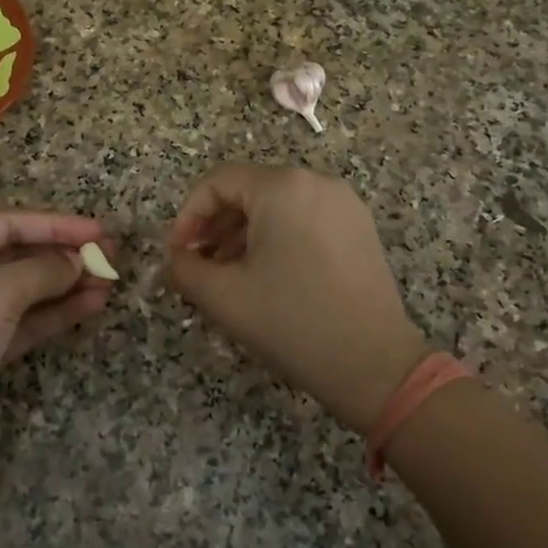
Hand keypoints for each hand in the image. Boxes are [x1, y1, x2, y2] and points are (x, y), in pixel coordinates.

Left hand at [0, 211, 114, 472]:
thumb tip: (78, 261)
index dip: (55, 224)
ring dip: (65, 285)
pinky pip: (24, 322)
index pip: (6, 223)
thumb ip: (41, 271)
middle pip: (15, 255)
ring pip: (24, 291)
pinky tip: (90, 306)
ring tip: (108, 282)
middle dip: (63, 255)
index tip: (99, 230)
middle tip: (111, 256)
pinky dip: (56, 314)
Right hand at [167, 166, 425, 433]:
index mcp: (283, 188)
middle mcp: (316, 182)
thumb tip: (172, 260)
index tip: (177, 254)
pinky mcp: (359, 228)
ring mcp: (344, 204)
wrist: (375, 366)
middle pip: (248, 190)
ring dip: (242, 234)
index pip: (218, 182)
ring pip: (277, 206)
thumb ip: (184, 269)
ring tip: (225, 274)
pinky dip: (276, 238)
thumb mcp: (224, 296)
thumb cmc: (292, 322)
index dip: (188, 215)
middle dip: (214, 226)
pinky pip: (304, 219)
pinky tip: (265, 275)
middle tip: (197, 264)